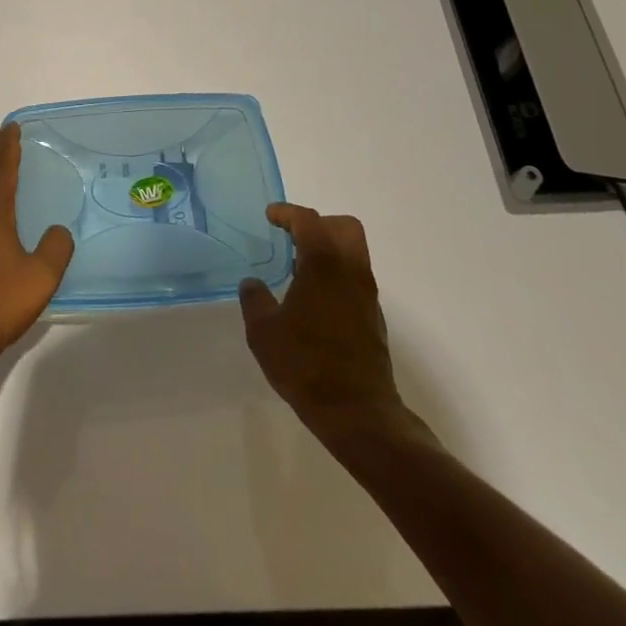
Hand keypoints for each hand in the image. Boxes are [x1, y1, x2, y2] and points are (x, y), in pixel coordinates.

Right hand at [239, 204, 431, 451]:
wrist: (357, 412)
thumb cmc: (306, 364)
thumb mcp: (264, 332)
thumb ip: (255, 300)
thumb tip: (252, 284)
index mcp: (324, 265)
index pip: (309, 221)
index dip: (287, 213)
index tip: (270, 215)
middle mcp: (351, 272)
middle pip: (344, 227)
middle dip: (318, 223)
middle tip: (292, 236)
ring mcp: (367, 295)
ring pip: (354, 252)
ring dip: (328, 249)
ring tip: (298, 267)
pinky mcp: (373, 317)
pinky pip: (355, 277)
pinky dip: (335, 273)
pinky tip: (312, 297)